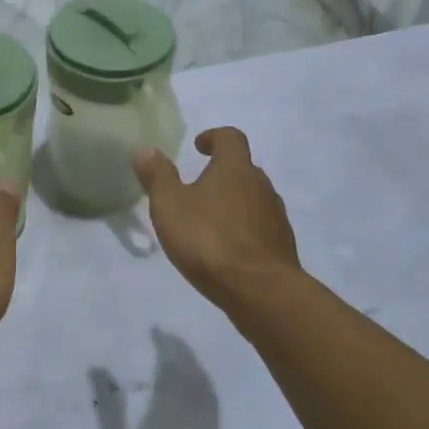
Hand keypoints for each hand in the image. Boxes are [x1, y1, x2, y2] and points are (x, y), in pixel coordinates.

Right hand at [134, 128, 299, 311]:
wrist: (260, 291)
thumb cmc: (209, 240)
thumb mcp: (169, 206)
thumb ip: (157, 176)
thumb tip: (146, 149)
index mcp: (235, 168)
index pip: (231, 137)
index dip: (214, 137)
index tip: (198, 147)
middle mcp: (261, 185)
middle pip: (244, 168)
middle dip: (222, 173)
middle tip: (198, 187)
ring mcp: (276, 216)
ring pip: (254, 198)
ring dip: (234, 202)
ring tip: (210, 220)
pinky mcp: (282, 245)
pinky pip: (261, 227)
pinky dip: (244, 229)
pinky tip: (227, 249)